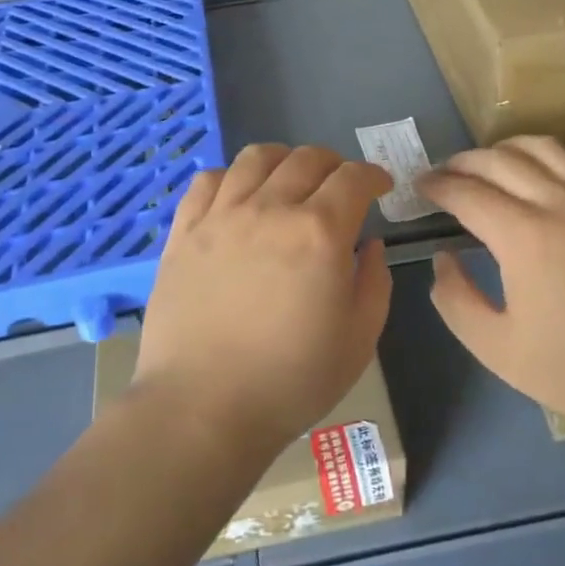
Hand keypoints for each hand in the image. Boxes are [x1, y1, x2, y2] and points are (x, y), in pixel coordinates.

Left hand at [135, 144, 393, 452]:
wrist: (203, 407)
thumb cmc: (291, 381)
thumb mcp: (359, 339)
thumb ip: (374, 281)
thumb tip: (368, 243)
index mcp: (319, 232)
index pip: (353, 178)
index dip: (373, 175)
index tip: (380, 187)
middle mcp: (270, 209)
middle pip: (307, 158)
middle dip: (334, 165)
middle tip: (339, 187)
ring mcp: (222, 215)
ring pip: (256, 158)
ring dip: (284, 160)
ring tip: (289, 180)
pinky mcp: (184, 231)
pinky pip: (207, 180)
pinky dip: (231, 176)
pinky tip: (238, 195)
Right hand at [415, 137, 564, 431]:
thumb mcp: (497, 349)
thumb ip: (456, 300)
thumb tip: (444, 257)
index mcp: (525, 238)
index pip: (467, 193)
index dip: (437, 186)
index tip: (420, 187)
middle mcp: (560, 203)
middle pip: (498, 160)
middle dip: (462, 163)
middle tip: (444, 176)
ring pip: (541, 148)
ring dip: (504, 150)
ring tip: (487, 167)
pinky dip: (552, 157)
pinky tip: (544, 174)